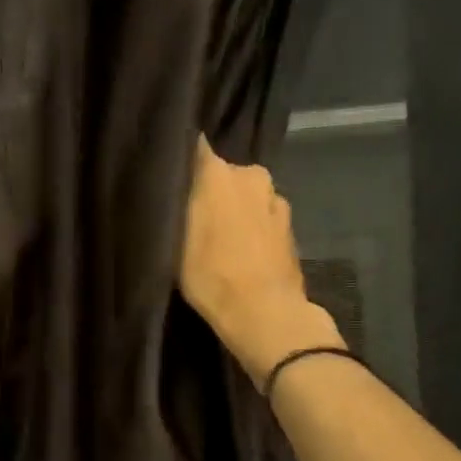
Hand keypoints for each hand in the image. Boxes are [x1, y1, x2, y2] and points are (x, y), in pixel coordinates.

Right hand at [179, 134, 343, 382]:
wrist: (265, 313)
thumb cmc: (210, 275)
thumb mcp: (174, 241)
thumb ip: (175, 205)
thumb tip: (171, 184)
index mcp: (219, 171)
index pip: (195, 147)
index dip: (182, 158)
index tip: (170, 173)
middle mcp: (251, 174)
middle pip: (224, 174)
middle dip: (210, 190)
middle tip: (192, 217)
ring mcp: (276, 200)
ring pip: (246, 197)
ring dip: (234, 210)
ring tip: (219, 240)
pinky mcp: (290, 227)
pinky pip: (262, 218)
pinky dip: (252, 229)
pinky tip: (241, 252)